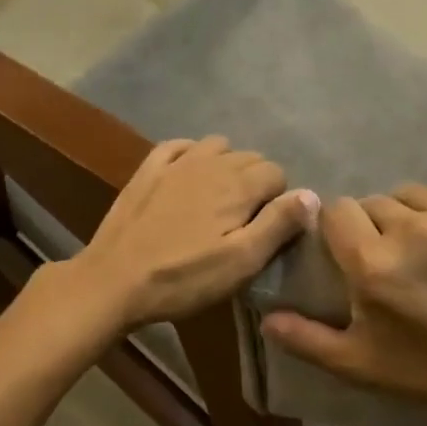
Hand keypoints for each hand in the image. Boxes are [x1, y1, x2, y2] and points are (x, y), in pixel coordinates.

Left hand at [66, 137, 318, 330]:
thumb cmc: (184, 278)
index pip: (277, 174)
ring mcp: (175, 162)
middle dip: (255, 183)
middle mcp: (210, 162)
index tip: (266, 230)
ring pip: (216, 147)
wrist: (115, 279)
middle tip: (244, 222)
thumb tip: (311, 194)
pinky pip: (178, 146)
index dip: (278, 201)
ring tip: (218, 200)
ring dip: (226, 166)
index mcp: (237, 185)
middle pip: (249, 158)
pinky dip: (191, 154)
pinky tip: (188, 176)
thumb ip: (278, 225)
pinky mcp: (146, 170)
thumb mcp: (240, 262)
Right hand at [260, 183, 426, 418]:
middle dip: (376, 227)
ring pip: (414, 195)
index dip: (339, 230)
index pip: (336, 211)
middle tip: (393, 260)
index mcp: (372, 262)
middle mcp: (410, 226)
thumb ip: (307, 339)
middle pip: (374, 203)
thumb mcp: (362, 366)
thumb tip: (264, 318)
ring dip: (412, 216)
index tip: (351, 252)